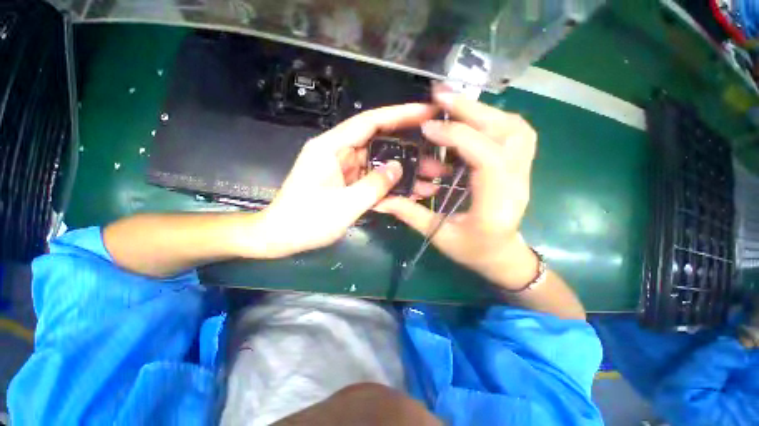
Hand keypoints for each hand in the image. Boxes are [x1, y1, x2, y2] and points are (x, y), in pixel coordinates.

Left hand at [252, 103, 441, 257]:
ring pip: (379, 163)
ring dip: (402, 172)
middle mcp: (339, 152)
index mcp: (332, 147)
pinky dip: (389, 185)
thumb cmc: (306, 221)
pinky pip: (372, 179)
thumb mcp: (344, 205)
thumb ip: (373, 185)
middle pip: (379, 143)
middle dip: (408, 150)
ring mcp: (344, 169)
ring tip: (429, 179)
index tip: (427, 112)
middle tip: (435, 157)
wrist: (281, 237)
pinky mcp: (347, 183)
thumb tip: (397, 168)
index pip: (370, 122)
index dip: (400, 115)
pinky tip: (409, 192)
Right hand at [377, 86, 538, 289]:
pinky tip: (472, 119)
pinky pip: (515, 133)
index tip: (428, 128)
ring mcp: (524, 172)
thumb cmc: (473, 250)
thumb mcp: (439, 237)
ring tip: (454, 105)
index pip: (487, 158)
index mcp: (496, 205)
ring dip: (484, 111)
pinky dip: (494, 119)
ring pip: (516, 128)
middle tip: (441, 96)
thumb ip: (411, 215)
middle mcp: (517, 183)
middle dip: (472, 110)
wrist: (502, 255)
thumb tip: (382, 199)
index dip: (457, 137)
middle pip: (508, 133)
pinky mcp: (520, 166)